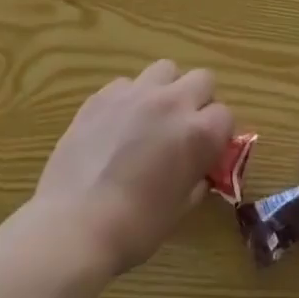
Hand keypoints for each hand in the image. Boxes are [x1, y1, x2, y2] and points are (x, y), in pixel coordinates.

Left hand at [34, 60, 232, 276]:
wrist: (74, 225)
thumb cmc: (134, 227)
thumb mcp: (180, 209)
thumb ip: (196, 177)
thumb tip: (198, 166)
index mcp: (198, 133)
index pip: (225, 115)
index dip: (218, 135)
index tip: (207, 152)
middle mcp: (172, 102)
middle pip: (202, 79)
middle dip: (199, 101)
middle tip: (184, 129)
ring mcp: (135, 93)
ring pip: (165, 70)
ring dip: (167, 89)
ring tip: (152, 117)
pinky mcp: (103, 95)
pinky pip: (127, 84)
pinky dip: (130, 99)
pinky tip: (117, 125)